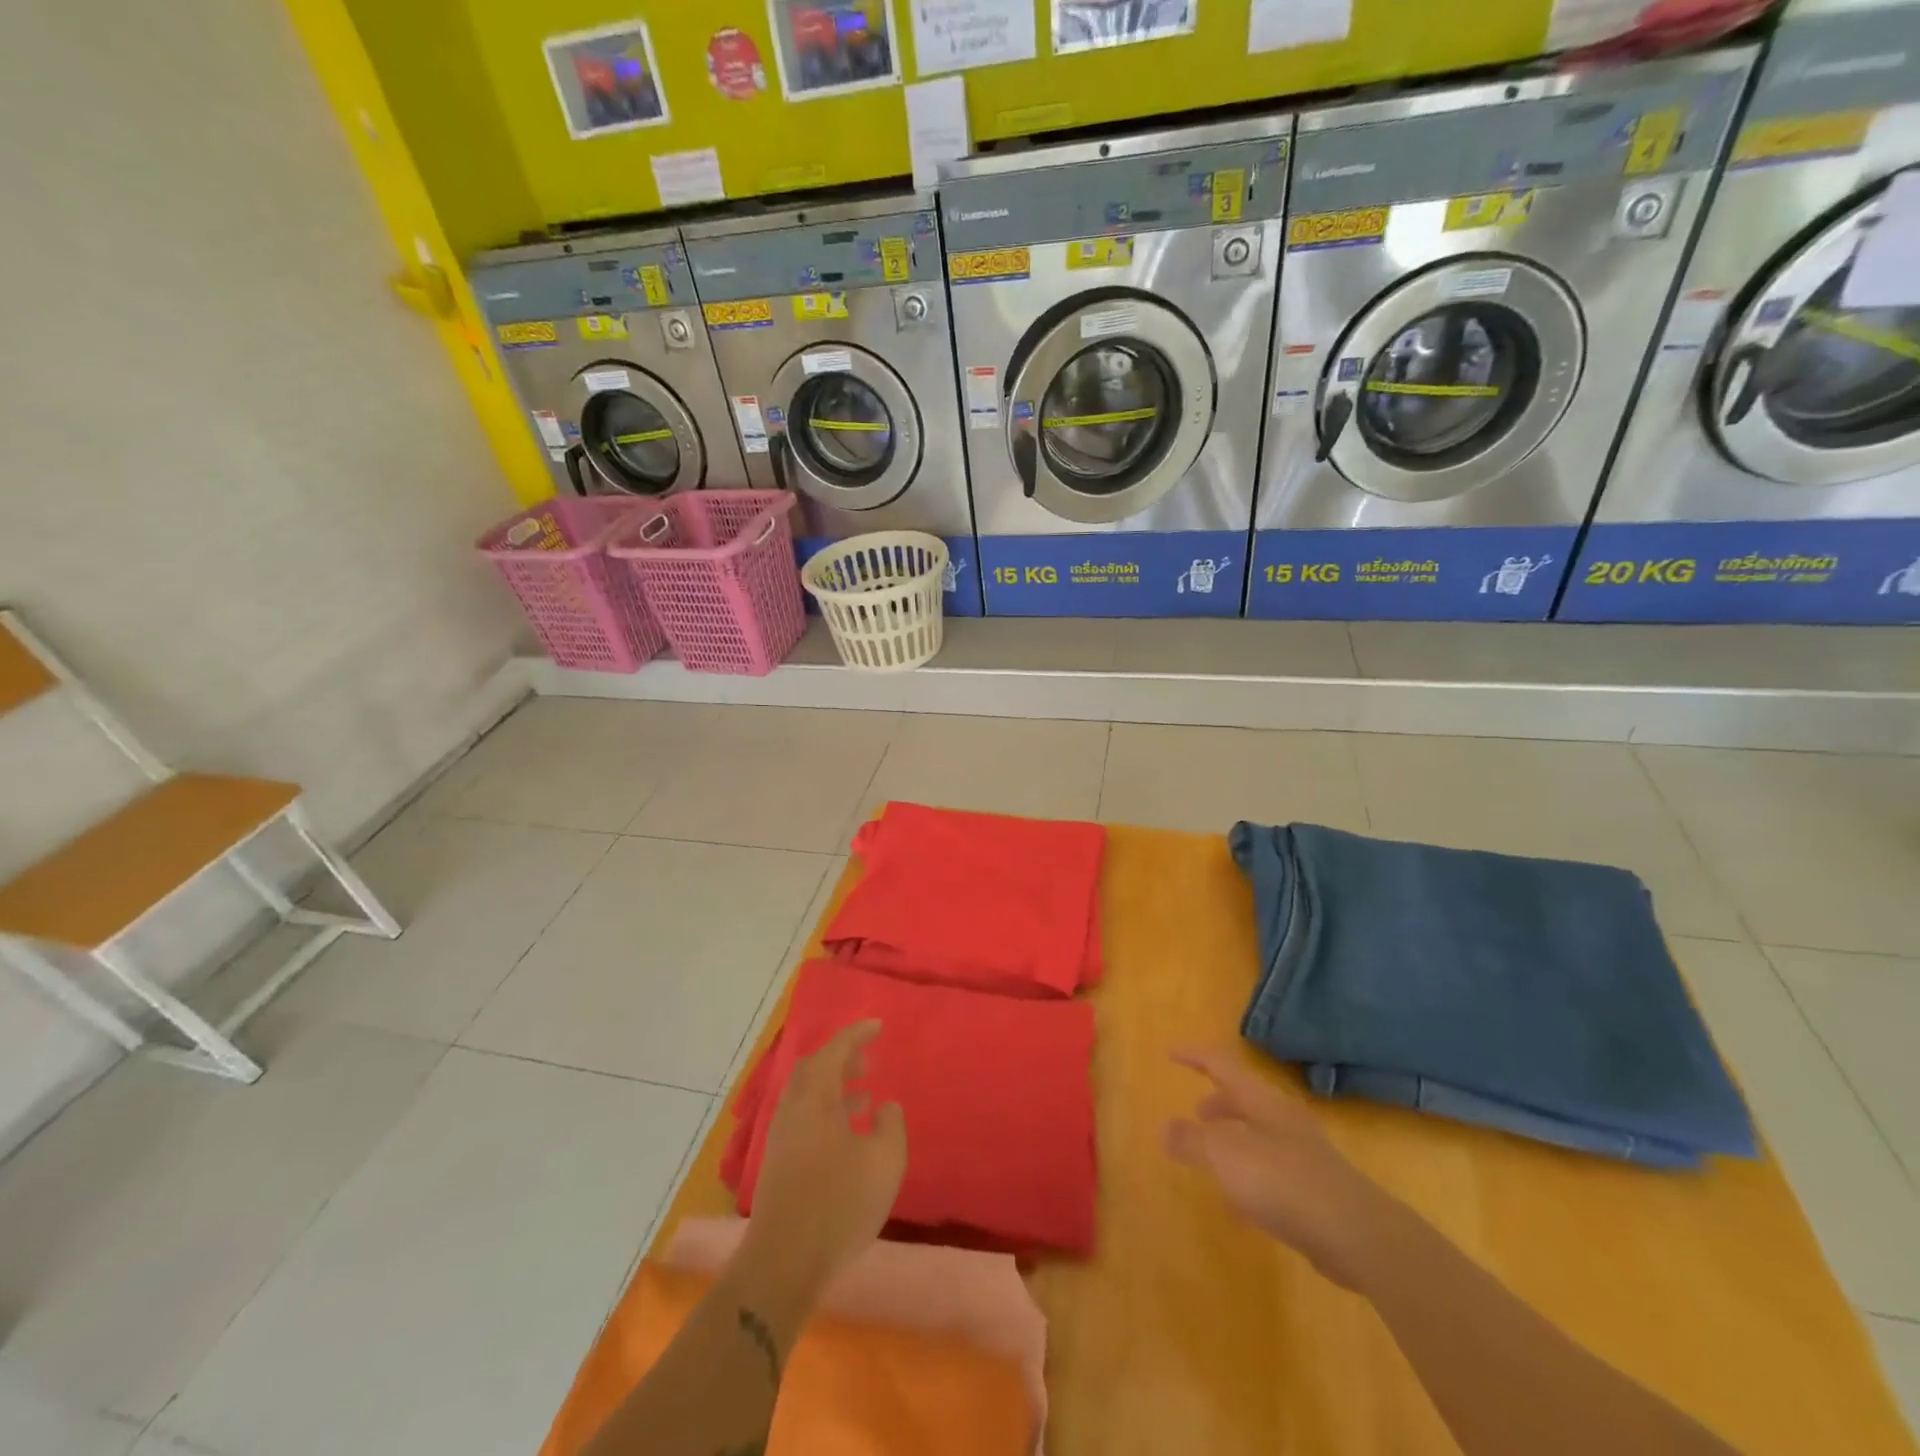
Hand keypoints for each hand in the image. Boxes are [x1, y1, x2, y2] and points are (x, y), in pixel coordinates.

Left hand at [737, 1020, 906, 1316]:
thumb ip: (891, 1126)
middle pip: (815, 1069)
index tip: (878, 1026)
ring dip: (836, 1088)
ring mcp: (782, 1137)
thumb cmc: (838, 1203)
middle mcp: (793, 1109)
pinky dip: (828, 1112)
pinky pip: (805, 1119)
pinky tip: (849, 1135)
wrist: (783, 1262)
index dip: (857, 1034)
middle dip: (842, 1059)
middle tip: (869, 1061)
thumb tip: (884, 1106)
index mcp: (815, 1097)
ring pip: (809, 1096)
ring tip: (866, 1096)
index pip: (835, 1050)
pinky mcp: (779, 1164)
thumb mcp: (884, 1162)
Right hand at [1165, 1048, 1390, 1289]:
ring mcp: (1304, 1154)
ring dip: (1233, 1140)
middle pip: (1244, 1099)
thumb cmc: (1283, 1181)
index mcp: (1261, 1101)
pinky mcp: (1316, 1190)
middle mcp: (1283, 1120)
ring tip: (1212, 1161)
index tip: (1171, 1053)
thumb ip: (1191, 1140)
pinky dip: (1250, 1176)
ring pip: (1259, 1135)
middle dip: (1217, 1103)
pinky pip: (1272, 1170)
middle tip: (1195, 1115)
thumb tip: (1165, 1127)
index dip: (1194, 1057)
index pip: (1222, 1065)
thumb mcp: (1224, 1156)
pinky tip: (1241, 1207)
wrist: (1357, 1235)